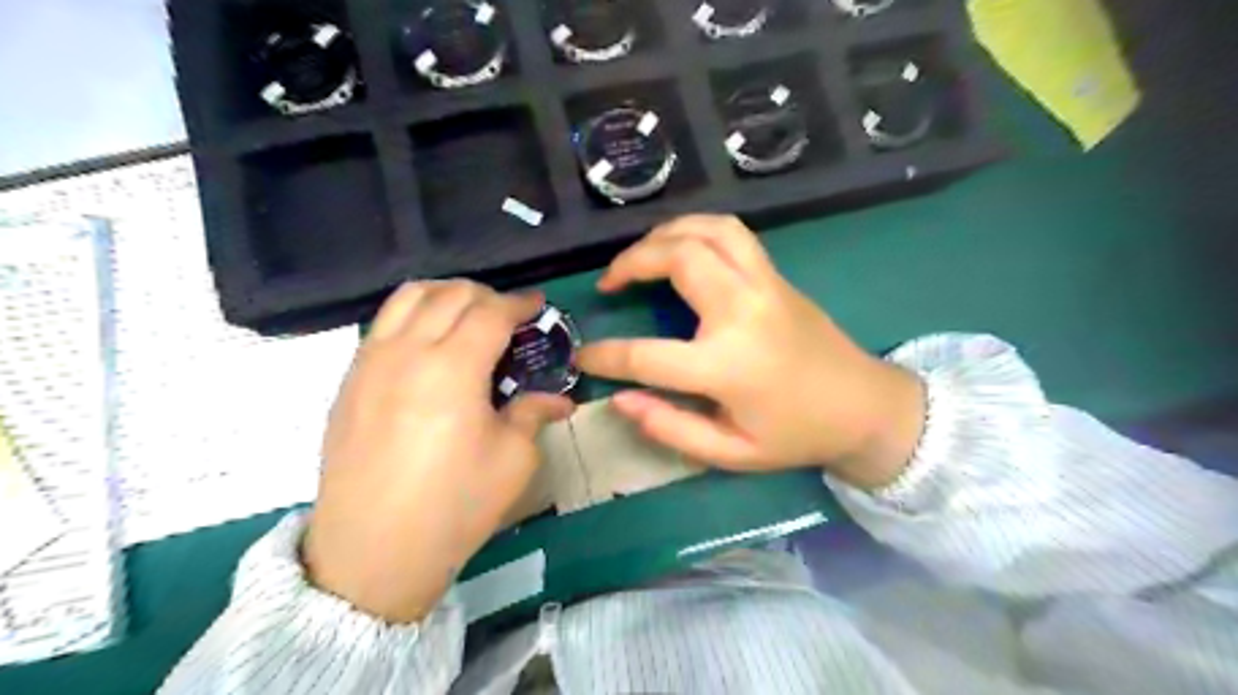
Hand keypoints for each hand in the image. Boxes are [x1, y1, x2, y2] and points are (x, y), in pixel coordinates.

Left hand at [301, 283, 571, 623]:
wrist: (373, 552)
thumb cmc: (454, 505)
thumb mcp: (512, 460)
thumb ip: (533, 413)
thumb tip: (559, 400)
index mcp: (452, 367)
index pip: (490, 311)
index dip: (519, 302)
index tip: (537, 305)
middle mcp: (407, 351)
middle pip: (449, 294)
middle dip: (486, 294)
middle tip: (508, 315)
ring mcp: (370, 362)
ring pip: (408, 297)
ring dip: (445, 295)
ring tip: (466, 316)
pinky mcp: (349, 381)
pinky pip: (384, 324)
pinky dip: (413, 315)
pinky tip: (429, 344)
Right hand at [576, 214, 922, 490]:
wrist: (865, 406)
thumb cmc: (796, 435)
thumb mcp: (731, 454)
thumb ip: (671, 428)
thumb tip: (620, 400)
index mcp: (727, 365)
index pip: (646, 356)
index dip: (605, 357)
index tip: (583, 357)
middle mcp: (743, 312)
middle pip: (677, 259)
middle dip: (631, 262)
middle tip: (609, 284)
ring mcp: (764, 285)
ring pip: (707, 231)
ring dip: (664, 233)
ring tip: (640, 256)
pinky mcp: (776, 275)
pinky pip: (731, 233)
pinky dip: (696, 228)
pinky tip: (680, 247)